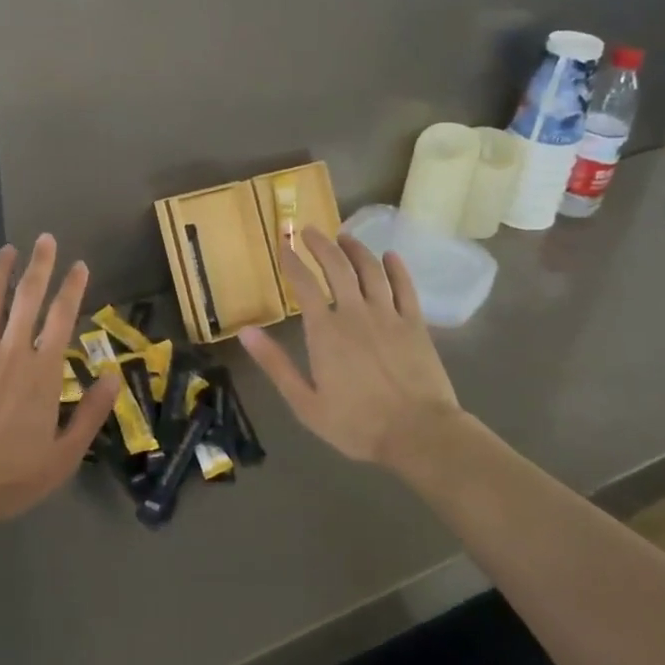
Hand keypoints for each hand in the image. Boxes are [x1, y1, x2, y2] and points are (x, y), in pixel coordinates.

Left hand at [0, 234, 120, 547]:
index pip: (63, 318)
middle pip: (28, 299)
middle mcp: (11, 353)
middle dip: (40, 266)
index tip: (80, 265)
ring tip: (8, 250)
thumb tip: (114, 374)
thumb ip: (92, 412)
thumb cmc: (11, 477)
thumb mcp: (64, 455)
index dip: (73, 288)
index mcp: (43, 372)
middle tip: (46, 239)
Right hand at [239, 227, 463, 469]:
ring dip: (356, 249)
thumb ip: (275, 364)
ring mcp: (389, 316)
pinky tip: (390, 256)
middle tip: (310, 230)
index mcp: (325, 331)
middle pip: (337, 267)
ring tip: (344, 236)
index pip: (304, 284)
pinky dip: (396, 268)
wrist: (419, 434)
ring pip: (371, 270)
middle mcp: (355, 313)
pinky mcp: (416, 324)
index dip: (291, 262)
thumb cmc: (357, 424)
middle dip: (321, 245)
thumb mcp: (305, 402)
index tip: (283, 246)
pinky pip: (405, 287)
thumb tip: (245, 332)